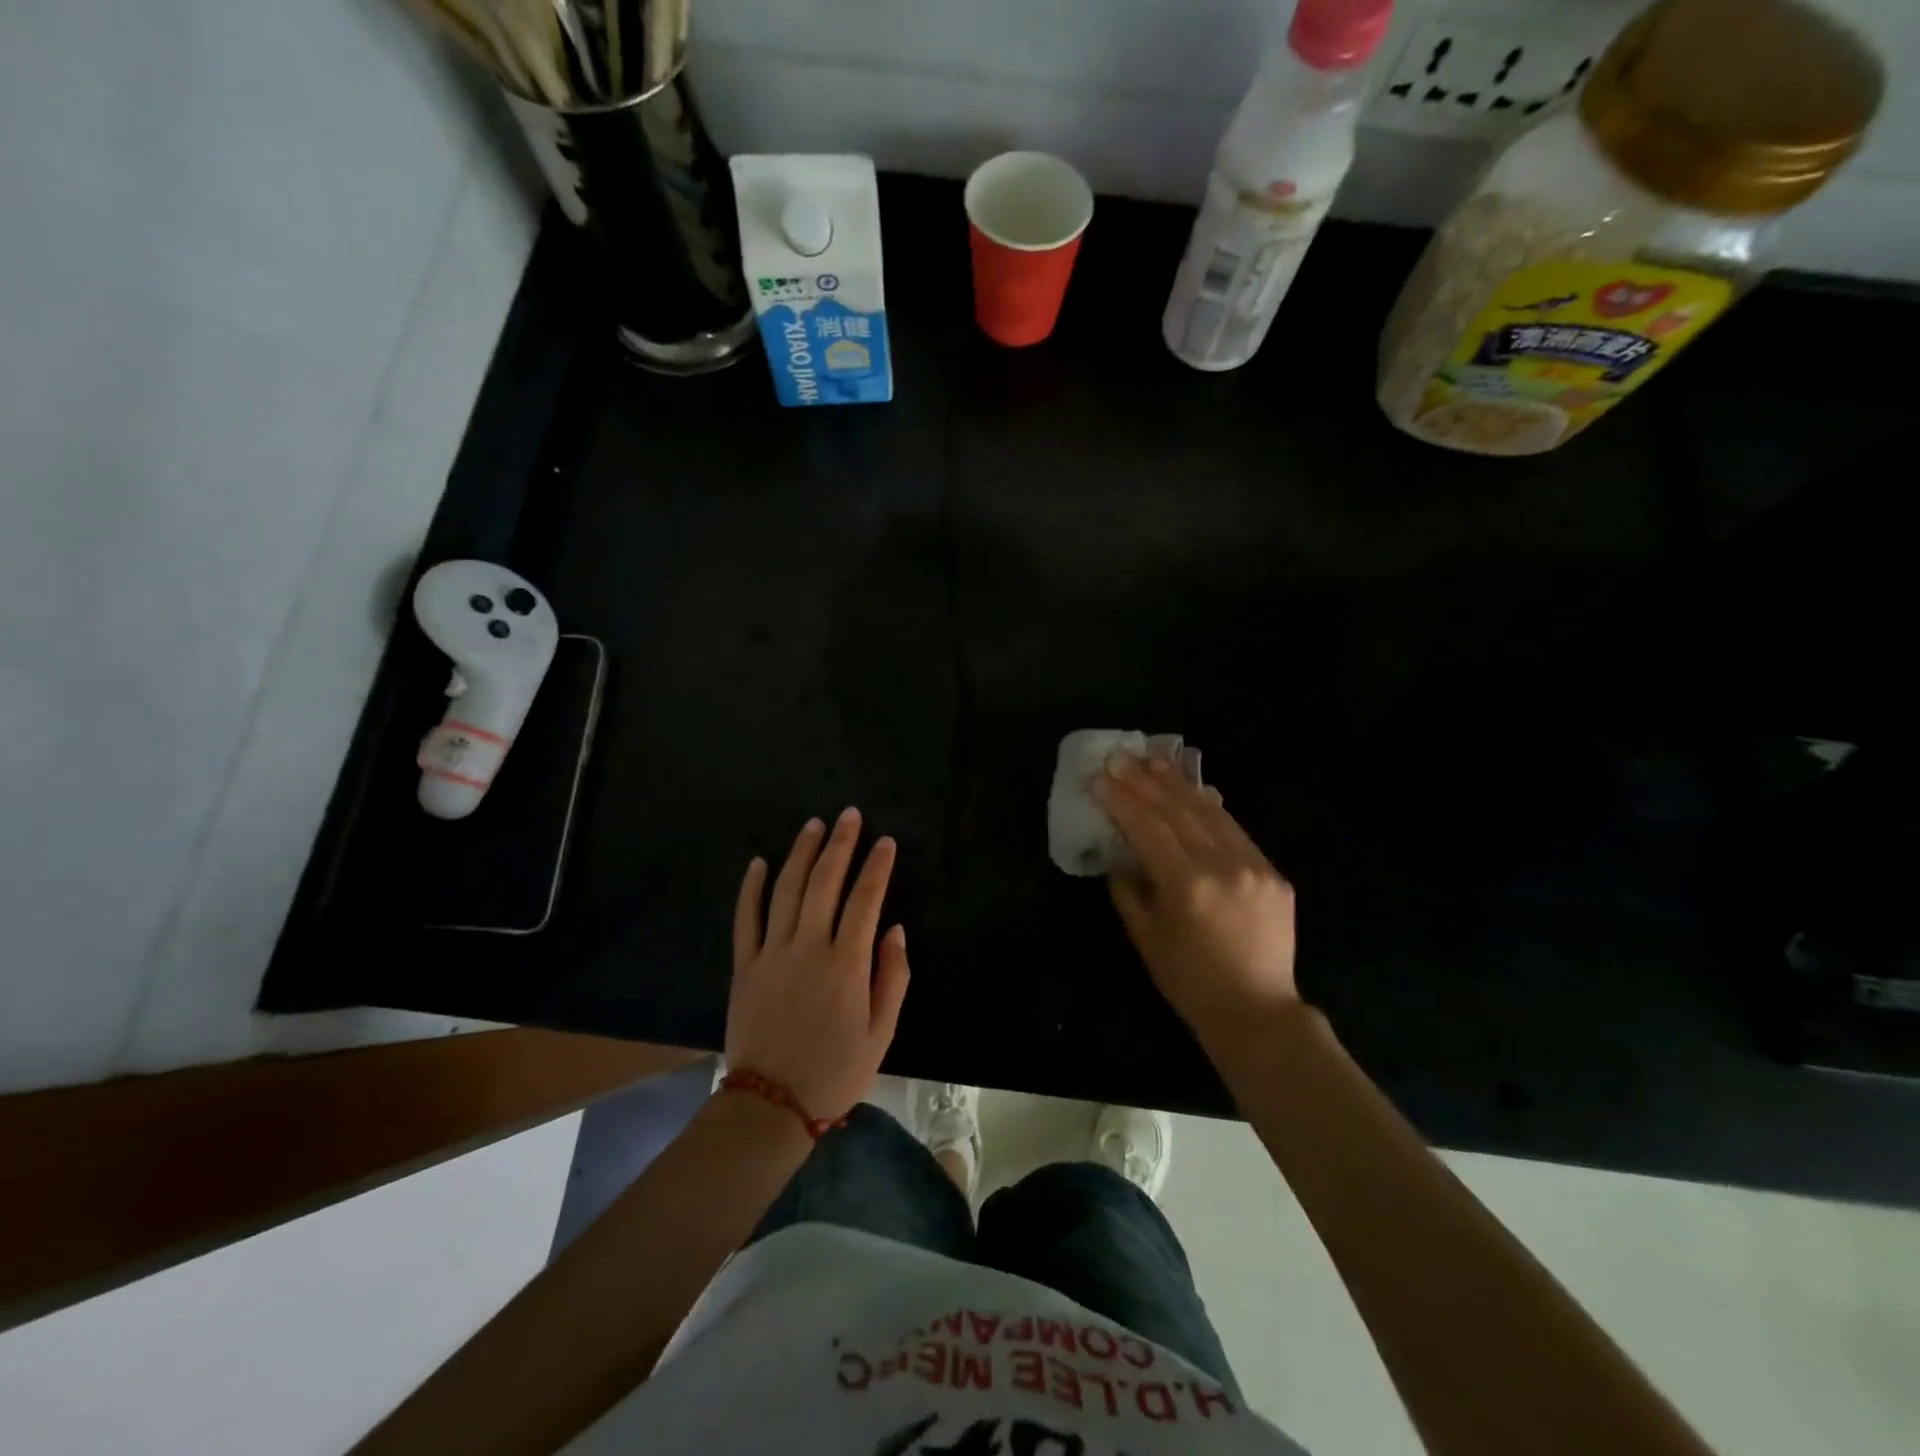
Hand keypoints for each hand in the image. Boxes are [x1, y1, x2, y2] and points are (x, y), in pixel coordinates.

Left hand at [726, 808, 910, 1123]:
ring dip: (801, 853)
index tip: (885, 841)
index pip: (865, 899)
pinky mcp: (745, 965)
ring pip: (786, 890)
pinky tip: (759, 862)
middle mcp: (808, 947)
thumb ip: (892, 977)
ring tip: (813, 825)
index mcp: (846, 963)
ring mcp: (772, 953)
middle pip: (824, 882)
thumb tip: (894, 930)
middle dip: (840, 844)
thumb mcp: (881, 1033)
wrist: (771, 1103)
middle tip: (849, 815)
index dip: (877, 867)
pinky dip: (751, 887)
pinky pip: (746, 918)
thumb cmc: (835, 1070)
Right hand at [1093, 754, 1299, 1049]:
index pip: (1148, 828)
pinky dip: (1211, 807)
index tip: (1102, 778)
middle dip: (1146, 782)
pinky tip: (1195, 791)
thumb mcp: (1146, 939)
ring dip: (1179, 784)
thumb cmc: (1190, 982)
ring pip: (1211, 812)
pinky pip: (1235, 830)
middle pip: (1179, 811)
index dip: (1123, 800)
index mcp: (1187, 884)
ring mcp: (1253, 866)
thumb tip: (1121, 858)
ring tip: (1155, 761)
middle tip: (1123, 758)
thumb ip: (1128, 892)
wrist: (1258, 1012)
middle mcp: (1223, 866)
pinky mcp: (1273, 873)